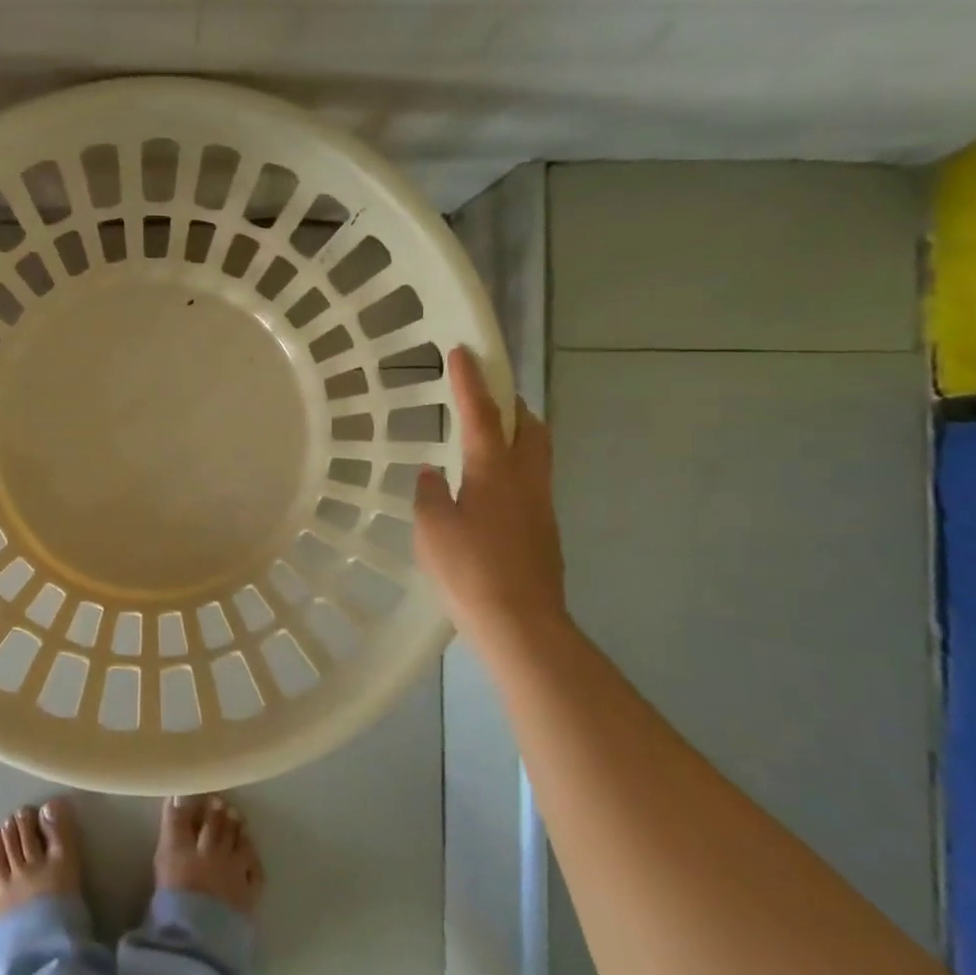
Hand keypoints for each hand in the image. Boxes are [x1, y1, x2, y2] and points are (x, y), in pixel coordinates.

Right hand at [413, 347, 567, 652]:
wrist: (521, 623)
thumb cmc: (469, 569)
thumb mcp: (432, 528)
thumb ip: (431, 494)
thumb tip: (434, 474)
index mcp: (494, 471)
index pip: (482, 414)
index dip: (471, 381)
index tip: (463, 351)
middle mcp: (526, 479)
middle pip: (530, 427)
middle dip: (512, 405)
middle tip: (489, 399)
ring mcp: (541, 506)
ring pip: (536, 455)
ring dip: (517, 437)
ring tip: (486, 443)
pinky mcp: (545, 532)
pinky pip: (531, 485)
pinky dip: (513, 472)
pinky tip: (487, 495)